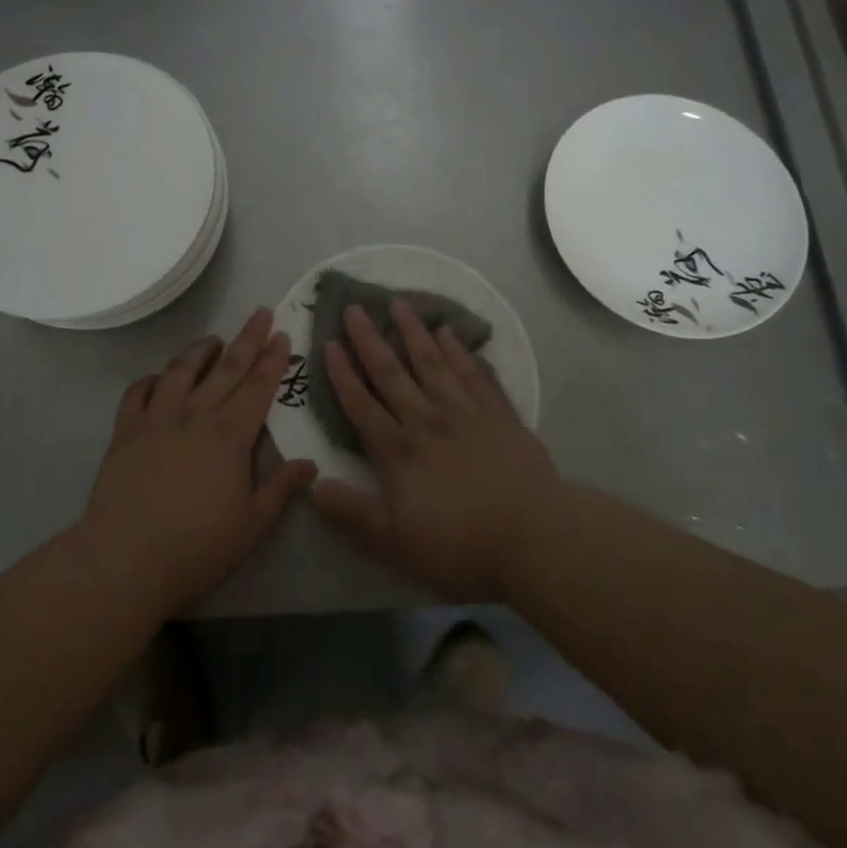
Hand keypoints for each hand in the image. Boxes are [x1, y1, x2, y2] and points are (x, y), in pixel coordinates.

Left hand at [82, 309, 316, 614]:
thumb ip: (281, 489)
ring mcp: (156, 420)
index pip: (257, 387)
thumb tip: (309, 462)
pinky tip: (160, 378)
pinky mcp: (126, 431)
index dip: (272, 360)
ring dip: (199, 350)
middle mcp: (195, 416)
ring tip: (212, 339)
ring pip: (180, 371)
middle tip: (260, 313)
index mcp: (229, 436)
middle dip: (247, 339)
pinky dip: (152, 379)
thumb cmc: (196, 548)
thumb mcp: (252, 525)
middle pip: (225, 369)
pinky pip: (138, 392)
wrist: (125, 559)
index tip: (282, 334)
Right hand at [310, 300, 559, 599]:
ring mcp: (465, 414)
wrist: (535, 539)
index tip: (329, 343)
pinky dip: (460, 351)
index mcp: (398, 451)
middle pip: (392, 374)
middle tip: (355, 307)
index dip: (342, 374)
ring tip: (399, 302)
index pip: (361, 405)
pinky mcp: (499, 415)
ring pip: (433, 363)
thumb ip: (352, 512)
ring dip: (413, 332)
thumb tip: (311, 484)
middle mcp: (427, 421)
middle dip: (369, 340)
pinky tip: (449, 332)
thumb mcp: (395, 542)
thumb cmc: (460, 545)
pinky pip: (474, 375)